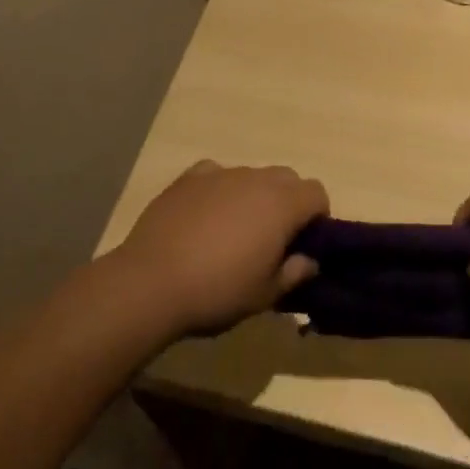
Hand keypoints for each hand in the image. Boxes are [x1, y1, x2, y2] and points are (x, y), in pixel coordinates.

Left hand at [113, 159, 328, 336]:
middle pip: (287, 178)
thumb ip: (294, 272)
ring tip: (233, 233)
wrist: (151, 282)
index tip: (305, 243)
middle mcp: (255, 178)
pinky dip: (219, 190)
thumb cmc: (217, 291)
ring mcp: (220, 173)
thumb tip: (310, 260)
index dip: (318, 216)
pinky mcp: (189, 177)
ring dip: (253, 196)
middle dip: (288, 202)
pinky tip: (205, 217)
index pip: (317, 192)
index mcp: (281, 204)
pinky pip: (216, 175)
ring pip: (251, 176)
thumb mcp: (265, 295)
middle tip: (273, 239)